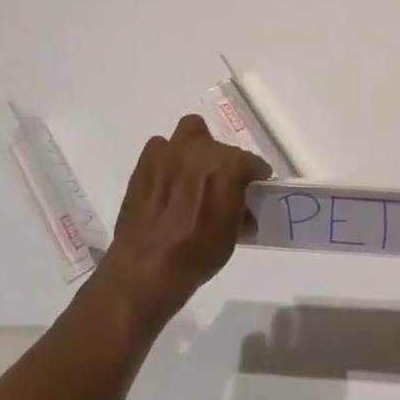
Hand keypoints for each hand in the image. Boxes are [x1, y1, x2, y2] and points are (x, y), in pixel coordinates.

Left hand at [97, 114, 270, 331]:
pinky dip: (167, 159)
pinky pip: (161, 148)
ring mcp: (170, 153)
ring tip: (192, 174)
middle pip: (220, 146)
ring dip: (195, 149)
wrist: (148, 267)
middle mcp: (201, 150)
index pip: (252, 163)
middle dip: (223, 162)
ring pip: (190, 131)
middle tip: (219, 184)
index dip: (255, 177)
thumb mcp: (232, 235)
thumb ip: (240, 210)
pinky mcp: (145, 162)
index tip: (254, 188)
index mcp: (229, 165)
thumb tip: (242, 210)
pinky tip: (167, 182)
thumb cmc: (198, 253)